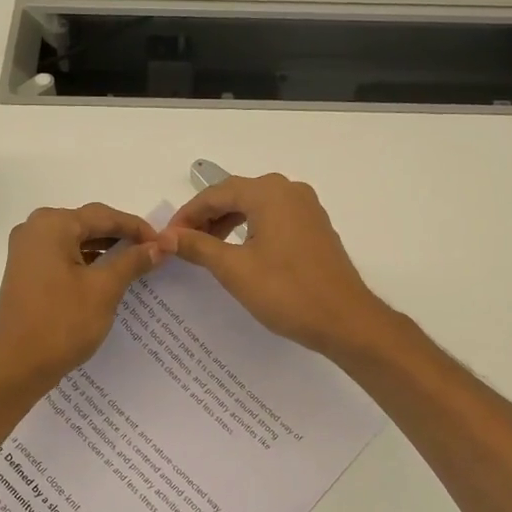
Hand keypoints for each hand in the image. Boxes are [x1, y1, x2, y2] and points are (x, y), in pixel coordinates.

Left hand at [0, 203, 163, 396]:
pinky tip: (109, 276)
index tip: (164, 243)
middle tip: (153, 252)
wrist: (16, 367)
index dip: (137, 227)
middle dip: (121, 237)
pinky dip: (87, 263)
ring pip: (76, 241)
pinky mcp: (26, 272)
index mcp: (52, 225)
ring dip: (106, 250)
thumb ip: (133, 261)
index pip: (104, 215)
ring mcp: (27, 251)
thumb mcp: (104, 289)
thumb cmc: (61, 323)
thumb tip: (161, 244)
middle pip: (88, 224)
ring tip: (137, 264)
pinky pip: (63, 256)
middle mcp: (34, 229)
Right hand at [159, 174, 390, 355]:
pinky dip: (251, 229)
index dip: (188, 214)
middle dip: (207, 217)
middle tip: (183, 243)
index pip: (216, 193)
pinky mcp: (315, 227)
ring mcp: (307, 209)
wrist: (345, 320)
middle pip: (236, 195)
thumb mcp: (234, 269)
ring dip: (227, 222)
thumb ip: (198, 246)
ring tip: (206, 249)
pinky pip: (274, 218)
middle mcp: (290, 191)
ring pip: (256, 206)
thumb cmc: (287, 292)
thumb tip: (166, 236)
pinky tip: (240, 251)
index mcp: (269, 193)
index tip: (167, 237)